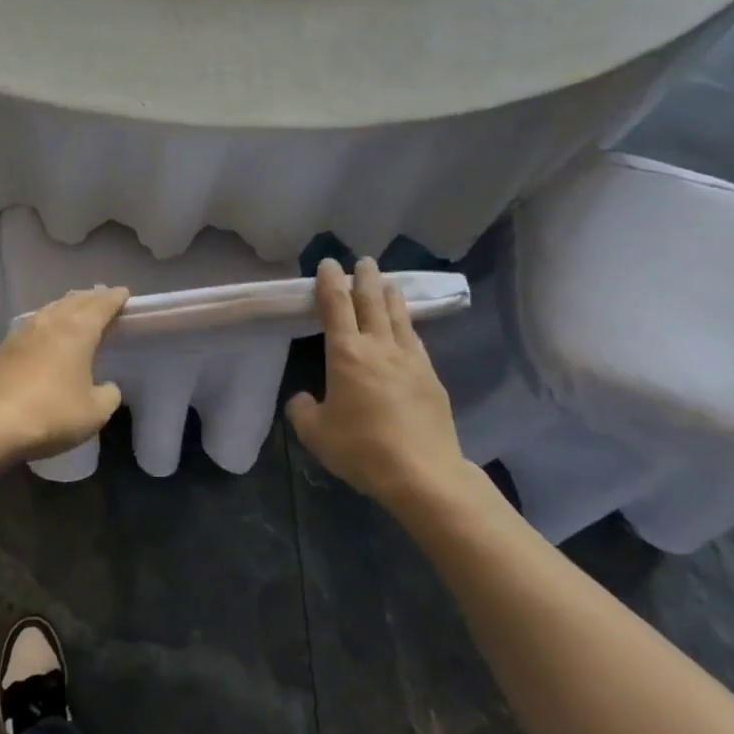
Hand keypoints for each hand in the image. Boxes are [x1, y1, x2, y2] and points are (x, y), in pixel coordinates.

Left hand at [0, 285, 128, 461]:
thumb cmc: (52, 414)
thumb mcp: (95, 412)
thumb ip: (109, 394)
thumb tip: (107, 386)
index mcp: (77, 330)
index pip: (101, 305)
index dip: (115, 298)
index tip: (124, 294)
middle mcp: (50, 322)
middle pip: (75, 300)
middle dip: (92, 297)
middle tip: (103, 297)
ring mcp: (22, 333)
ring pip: (50, 309)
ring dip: (67, 307)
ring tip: (75, 310)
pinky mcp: (2, 348)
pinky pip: (31, 326)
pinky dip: (45, 324)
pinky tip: (44, 334)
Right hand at [286, 258, 497, 513]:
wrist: (422, 472)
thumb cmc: (362, 448)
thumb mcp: (316, 434)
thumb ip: (303, 410)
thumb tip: (303, 398)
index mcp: (347, 353)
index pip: (335, 306)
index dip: (329, 282)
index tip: (328, 263)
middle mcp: (379, 347)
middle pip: (372, 302)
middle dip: (365, 278)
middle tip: (364, 261)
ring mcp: (410, 360)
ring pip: (399, 317)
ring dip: (390, 296)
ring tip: (388, 283)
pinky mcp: (431, 377)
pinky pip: (415, 340)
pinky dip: (407, 325)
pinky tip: (407, 328)